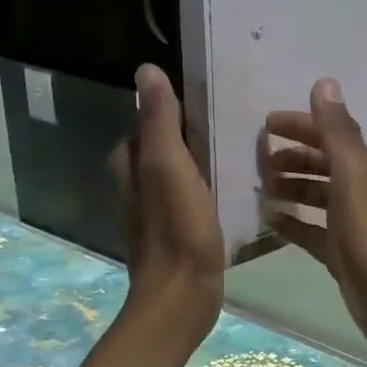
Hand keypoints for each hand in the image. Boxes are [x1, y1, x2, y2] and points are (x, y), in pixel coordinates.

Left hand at [113, 65, 223, 339]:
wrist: (182, 296)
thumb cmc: (176, 229)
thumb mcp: (168, 165)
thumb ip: (159, 121)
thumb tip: (146, 70)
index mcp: (131, 169)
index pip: (142, 128)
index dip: (166, 114)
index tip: (201, 104)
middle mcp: (137, 191)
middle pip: (159, 152)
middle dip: (185, 139)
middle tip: (225, 128)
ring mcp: (157, 218)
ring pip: (176, 179)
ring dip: (198, 166)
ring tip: (235, 156)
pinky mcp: (178, 238)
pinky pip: (190, 203)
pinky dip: (206, 193)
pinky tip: (231, 194)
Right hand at [262, 78, 366, 366]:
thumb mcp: (353, 180)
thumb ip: (337, 133)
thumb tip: (325, 82)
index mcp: (364, 168)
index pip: (328, 134)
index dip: (299, 125)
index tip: (263, 125)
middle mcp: (358, 191)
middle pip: (320, 164)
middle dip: (290, 157)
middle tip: (255, 161)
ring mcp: (349, 224)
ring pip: (314, 196)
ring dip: (289, 188)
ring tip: (258, 189)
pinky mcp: (340, 254)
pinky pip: (310, 230)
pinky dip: (291, 222)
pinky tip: (269, 221)